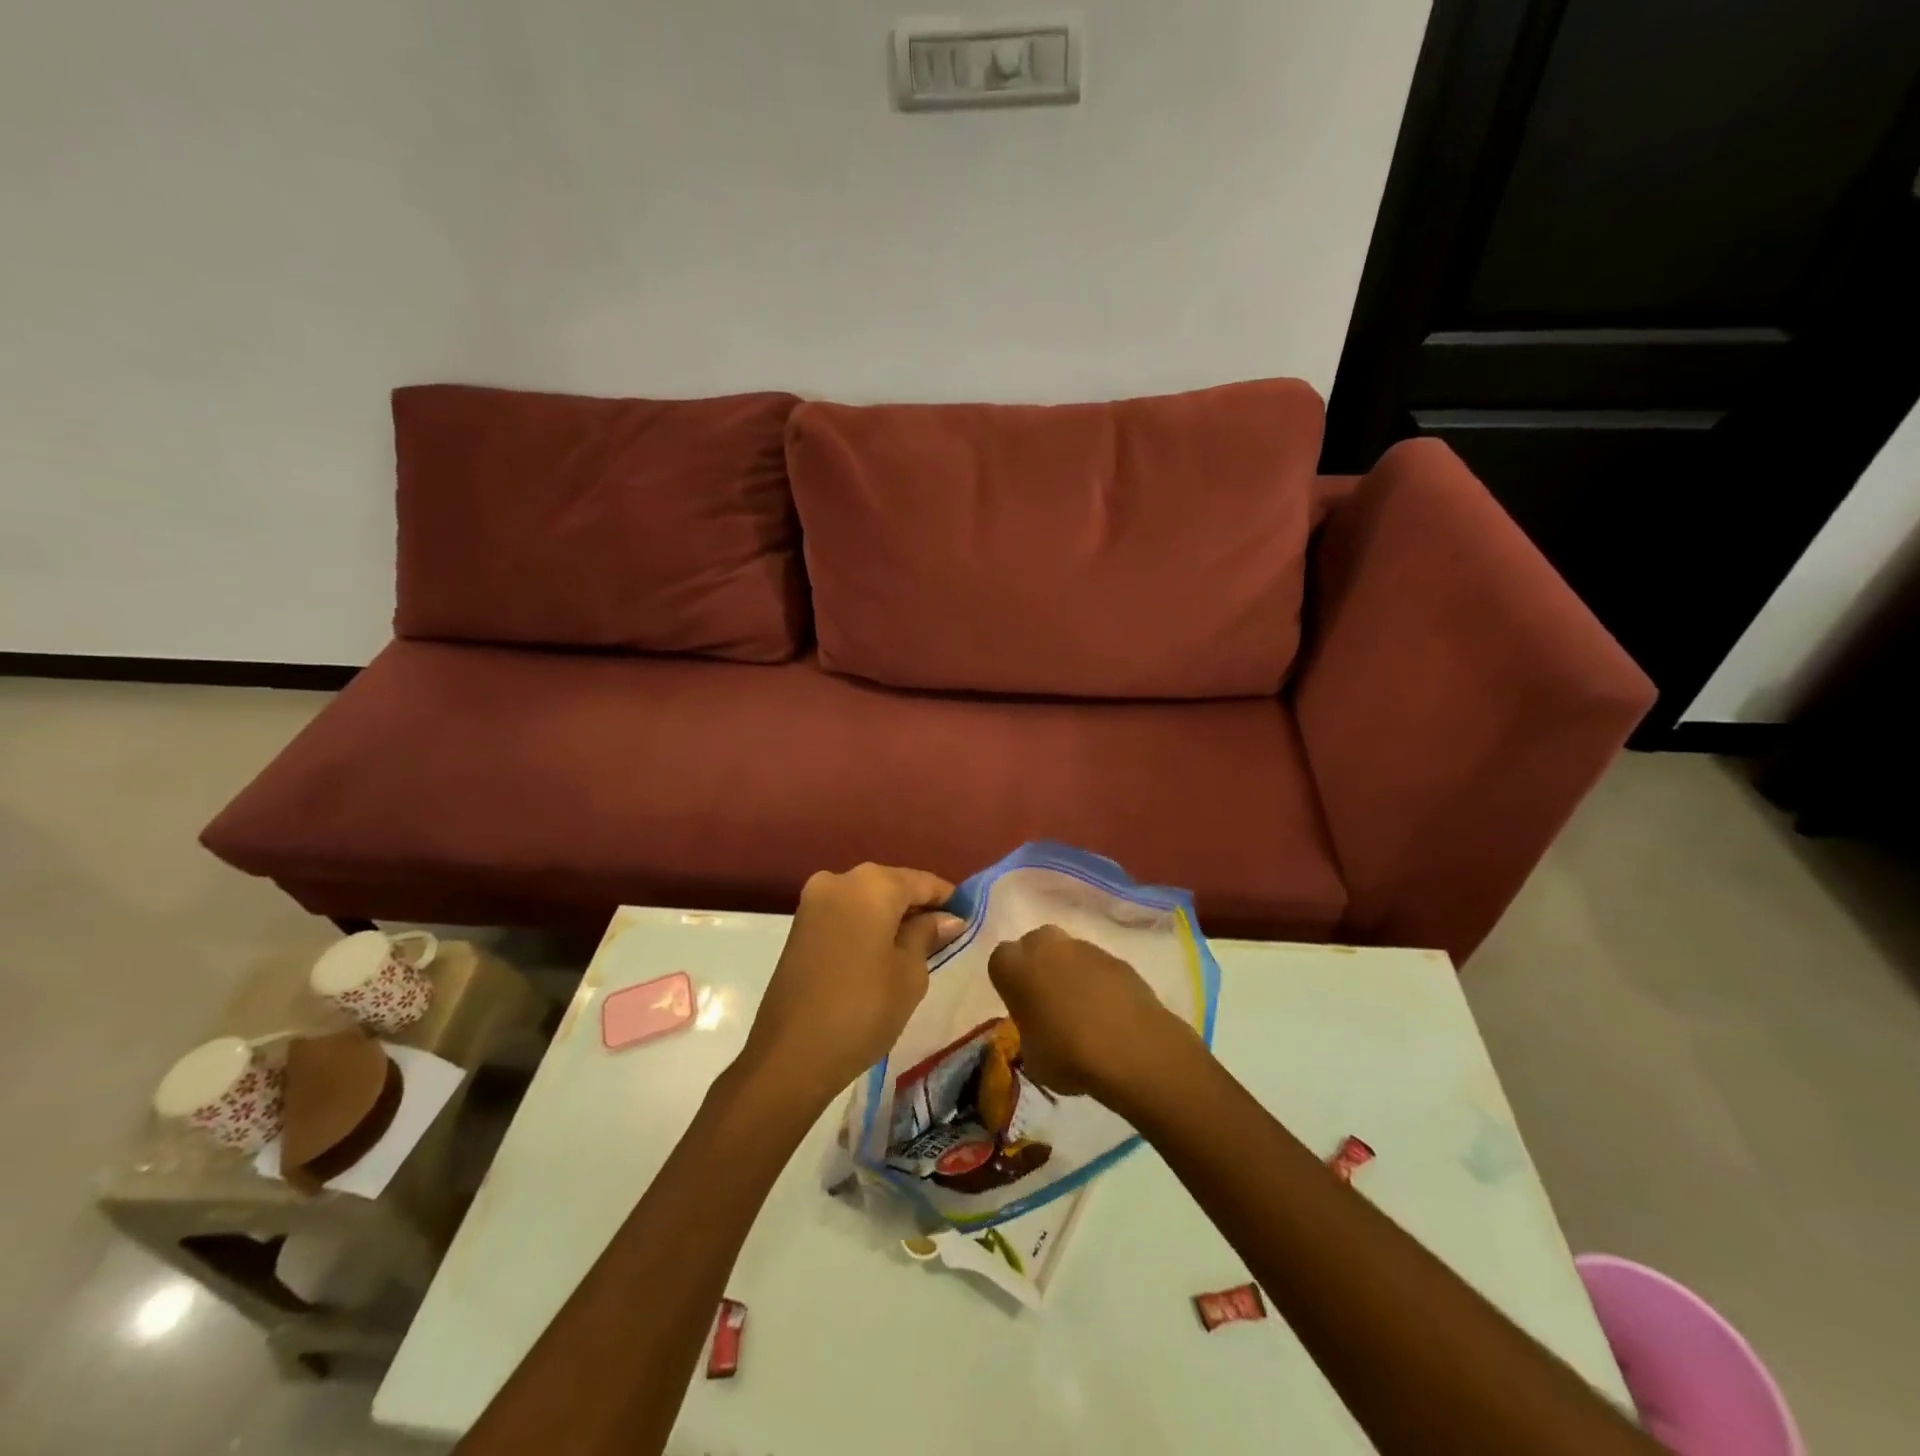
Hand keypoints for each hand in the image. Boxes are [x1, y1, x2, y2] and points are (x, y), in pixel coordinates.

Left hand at [742, 863, 963, 1102]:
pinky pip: (845, 913)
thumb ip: (928, 935)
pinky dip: (866, 925)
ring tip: (915, 948)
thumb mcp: (910, 973)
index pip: (923, 882)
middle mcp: (840, 879)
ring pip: (866, 898)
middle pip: (892, 885)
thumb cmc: (864, 1009)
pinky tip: (881, 952)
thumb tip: (946, 919)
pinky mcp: (799, 925)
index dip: (948, 899)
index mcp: (873, 884)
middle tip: (944, 936)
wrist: (791, 1054)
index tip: (968, 919)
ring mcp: (814, 900)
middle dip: (917, 907)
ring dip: (890, 917)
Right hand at [987, 925, 1190, 1103]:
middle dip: (1039, 966)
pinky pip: (1098, 967)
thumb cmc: (1066, 1053)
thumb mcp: (1032, 1056)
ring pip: (1069, 954)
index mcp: (1013, 965)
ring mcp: (1083, 947)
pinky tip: (1109, 1013)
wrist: (1130, 1047)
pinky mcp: (1115, 957)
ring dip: (1071, 973)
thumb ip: (1029, 1033)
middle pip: (1035, 945)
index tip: (1020, 1007)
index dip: (1010, 984)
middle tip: (1048, 1002)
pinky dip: (1100, 983)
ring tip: (1084, 1012)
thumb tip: (1039, 1031)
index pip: (1000, 962)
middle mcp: (1045, 945)